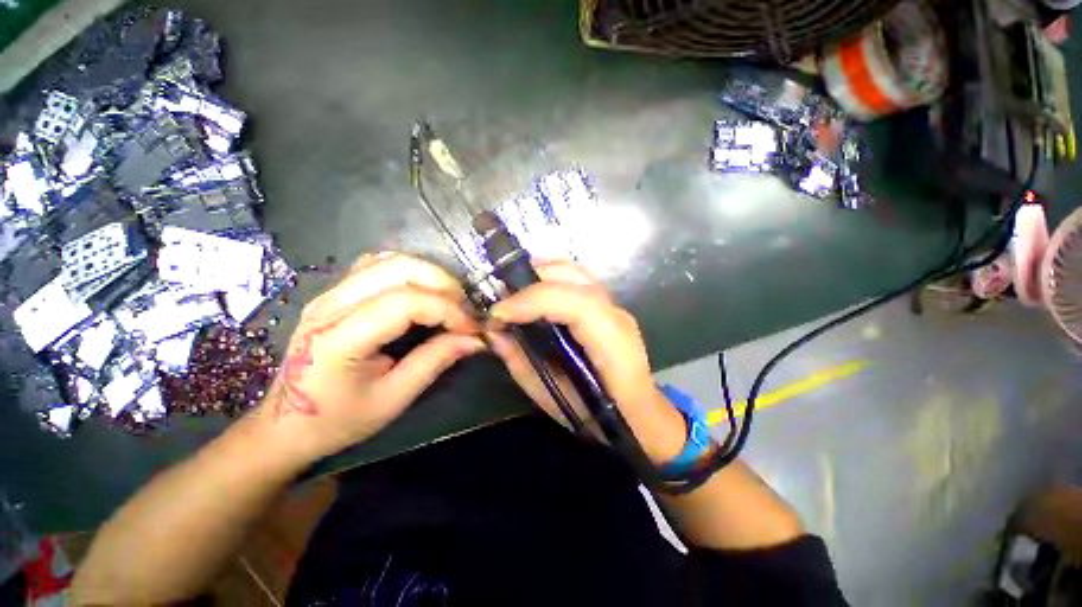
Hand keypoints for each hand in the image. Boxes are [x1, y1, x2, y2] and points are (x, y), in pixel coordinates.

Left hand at [255, 252, 483, 464]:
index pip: (405, 302)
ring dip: (428, 275)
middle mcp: (331, 305)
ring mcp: (329, 293)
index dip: (447, 309)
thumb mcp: (393, 399)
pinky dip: (409, 271)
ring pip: (389, 260)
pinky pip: (377, 265)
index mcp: (340, 338)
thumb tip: (475, 340)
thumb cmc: (337, 420)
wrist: (285, 423)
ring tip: (448, 300)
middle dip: (442, 284)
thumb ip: (435, 362)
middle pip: (398, 268)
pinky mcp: (334, 292)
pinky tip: (421, 292)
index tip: (471, 328)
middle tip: (463, 310)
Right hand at [487, 260, 685, 464]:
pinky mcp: (605, 304)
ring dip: (539, 272)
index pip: (575, 303)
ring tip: (511, 289)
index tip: (497, 314)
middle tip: (499, 298)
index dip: (532, 301)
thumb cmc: (596, 415)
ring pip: (574, 270)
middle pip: (574, 276)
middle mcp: (615, 314)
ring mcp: (613, 305)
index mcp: (611, 343)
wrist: (634, 413)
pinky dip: (549, 276)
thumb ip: (520, 361)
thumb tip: (493, 331)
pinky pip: (575, 278)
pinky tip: (531, 288)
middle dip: (530, 280)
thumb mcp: (551, 396)